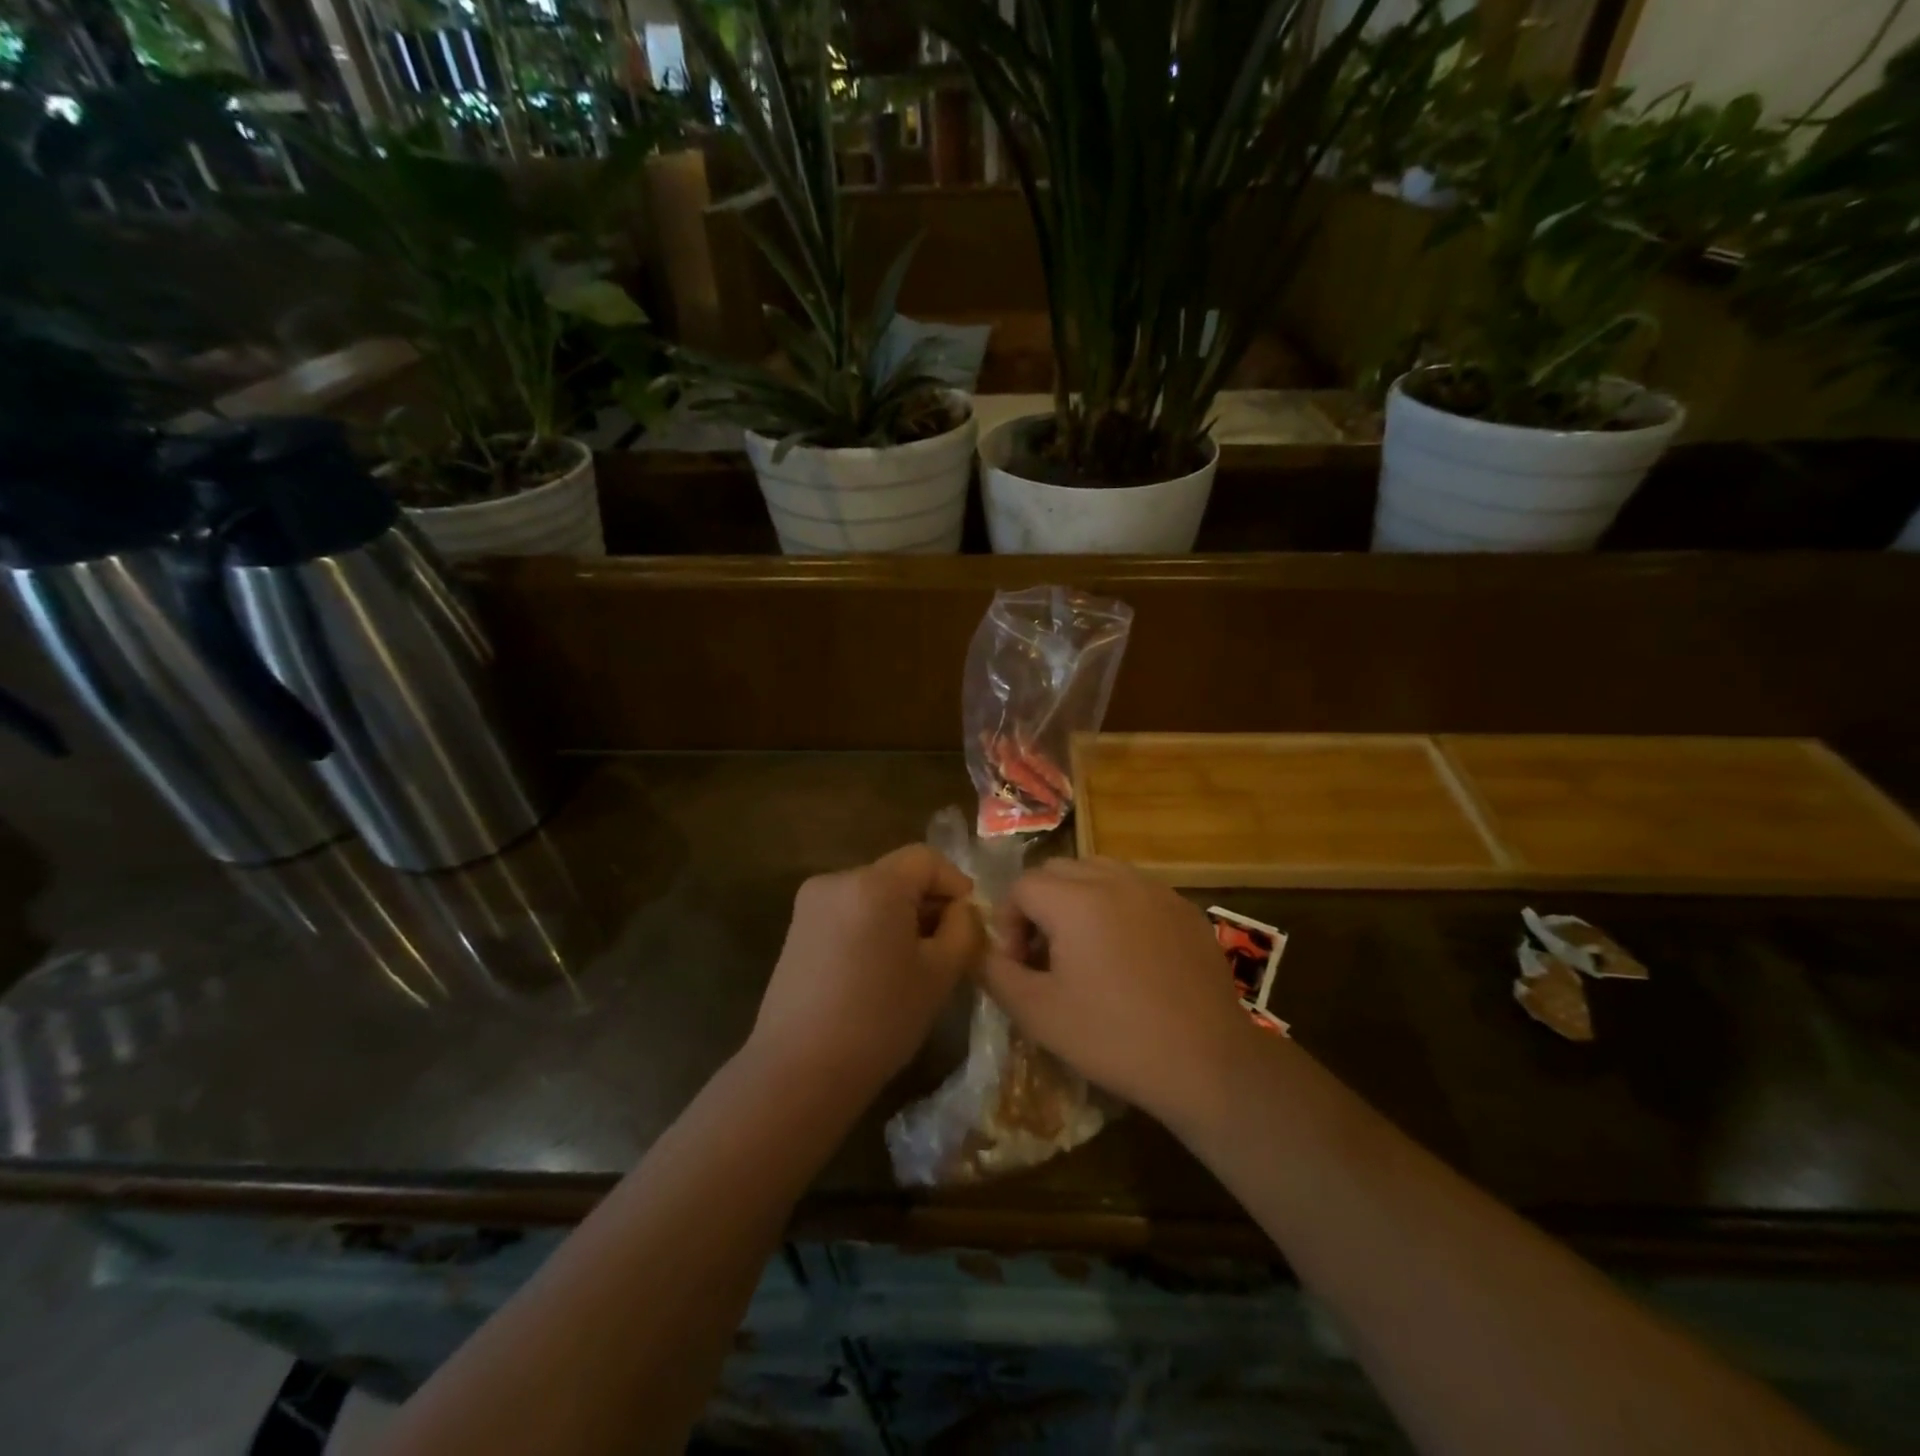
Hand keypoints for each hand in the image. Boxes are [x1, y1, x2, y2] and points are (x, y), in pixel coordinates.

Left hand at [750, 845, 982, 1093]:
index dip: (955, 882)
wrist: (798, 1072)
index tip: (970, 921)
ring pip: (873, 894)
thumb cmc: (879, 1020)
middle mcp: (837, 880)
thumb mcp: (940, 974)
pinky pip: (848, 912)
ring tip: (914, 961)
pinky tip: (878, 970)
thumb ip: (963, 929)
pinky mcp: (796, 929)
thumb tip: (961, 909)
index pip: (926, 859)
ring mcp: (811, 904)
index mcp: (874, 884)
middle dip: (928, 902)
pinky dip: (872, 927)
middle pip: (897, 874)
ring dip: (900, 916)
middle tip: (949, 945)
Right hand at [979, 857, 1256, 1125]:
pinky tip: (1129, 955)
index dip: (1009, 922)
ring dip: (1079, 900)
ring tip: (1085, 948)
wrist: (1206, 1061)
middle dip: (1041, 904)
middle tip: (1046, 954)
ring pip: (1099, 872)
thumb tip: (981, 950)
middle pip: (1059, 870)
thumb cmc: (1113, 1037)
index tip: (1020, 964)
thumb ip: (996, 973)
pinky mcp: (1185, 908)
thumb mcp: (1038, 1013)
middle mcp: (1115, 879)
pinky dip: (1119, 908)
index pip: (1022, 886)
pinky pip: (1137, 890)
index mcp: (1075, 899)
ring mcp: (1155, 890)